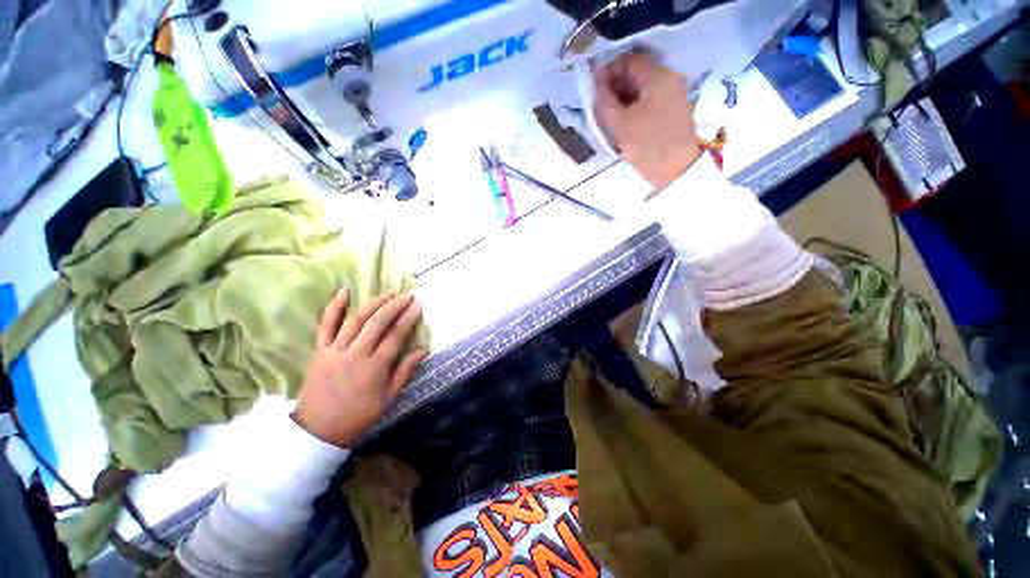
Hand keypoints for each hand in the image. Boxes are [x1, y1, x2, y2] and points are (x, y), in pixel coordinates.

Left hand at [293, 288, 427, 447]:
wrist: (318, 431)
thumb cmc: (358, 416)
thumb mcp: (388, 398)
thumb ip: (405, 371)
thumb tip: (423, 350)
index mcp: (375, 367)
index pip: (396, 335)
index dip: (408, 317)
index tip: (418, 304)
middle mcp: (356, 354)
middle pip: (378, 322)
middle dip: (395, 305)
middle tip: (407, 295)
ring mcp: (335, 350)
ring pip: (356, 319)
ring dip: (374, 303)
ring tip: (388, 293)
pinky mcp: (320, 351)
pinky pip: (326, 325)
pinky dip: (334, 307)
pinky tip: (344, 291)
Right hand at [592, 50, 702, 190]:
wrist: (675, 170)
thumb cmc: (647, 144)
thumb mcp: (620, 122)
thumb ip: (604, 99)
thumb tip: (593, 77)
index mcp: (657, 75)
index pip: (628, 61)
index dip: (608, 73)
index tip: (595, 93)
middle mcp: (668, 78)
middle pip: (635, 74)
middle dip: (614, 88)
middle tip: (600, 109)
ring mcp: (672, 95)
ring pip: (640, 89)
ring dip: (622, 100)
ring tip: (609, 119)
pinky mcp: (671, 111)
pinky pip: (648, 101)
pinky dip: (633, 109)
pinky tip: (622, 124)